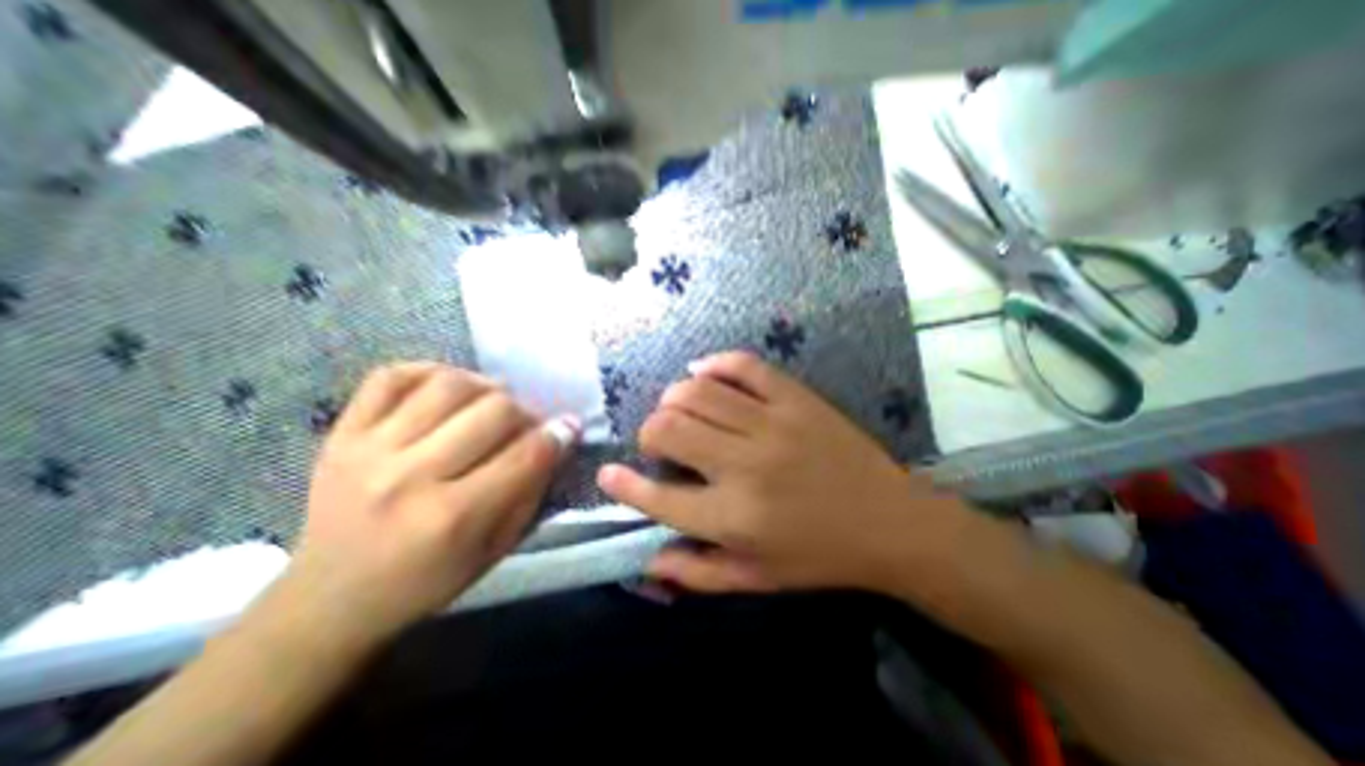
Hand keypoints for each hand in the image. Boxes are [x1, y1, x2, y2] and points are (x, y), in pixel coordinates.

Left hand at [284, 364, 572, 646]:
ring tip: (492, 403)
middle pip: (494, 410)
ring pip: (449, 384)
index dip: (558, 434)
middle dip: (526, 413)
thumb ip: (533, 489)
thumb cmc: (427, 580)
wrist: (330, 601)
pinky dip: (430, 371)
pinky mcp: (341, 434)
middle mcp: (409, 477)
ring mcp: (367, 450)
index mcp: (452, 518)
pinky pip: (391, 376)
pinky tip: (449, 388)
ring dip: (486, 387)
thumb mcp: (497, 548)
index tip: (569, 427)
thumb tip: (559, 438)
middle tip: (527, 424)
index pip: (526, 454)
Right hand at [594, 350, 956, 594]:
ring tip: (677, 410)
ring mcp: (773, 424)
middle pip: (670, 429)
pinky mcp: (796, 399)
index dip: (623, 485)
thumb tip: (649, 559)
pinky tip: (703, 372)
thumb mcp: (757, 579)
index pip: (658, 498)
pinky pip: (744, 366)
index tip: (608, 474)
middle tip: (659, 442)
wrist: (891, 523)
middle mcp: (746, 465)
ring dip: (673, 399)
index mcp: (734, 518)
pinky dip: (714, 364)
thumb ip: (697, 575)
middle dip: (649, 433)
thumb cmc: (820, 557)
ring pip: (698, 392)